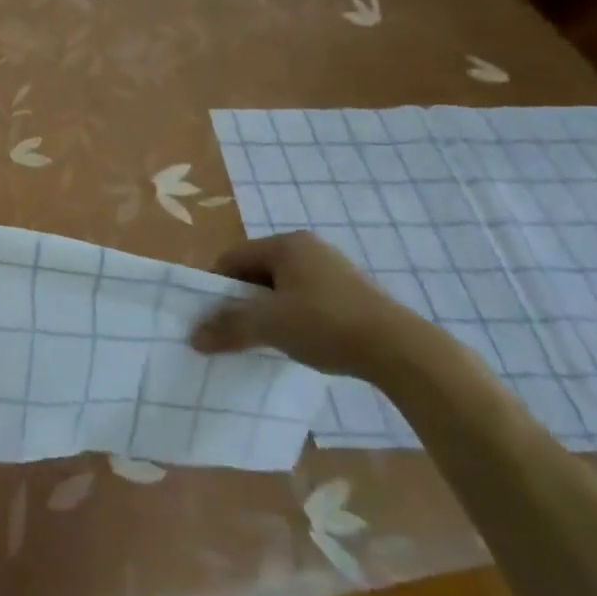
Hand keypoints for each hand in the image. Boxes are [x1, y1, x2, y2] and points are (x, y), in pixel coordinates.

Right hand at [193, 230, 443, 379]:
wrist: (403, 352)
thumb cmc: (327, 324)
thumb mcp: (269, 325)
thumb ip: (228, 327)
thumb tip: (194, 337)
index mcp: (286, 244)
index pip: (232, 258)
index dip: (215, 286)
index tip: (210, 316)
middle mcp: (309, 248)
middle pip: (257, 272)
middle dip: (242, 300)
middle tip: (234, 329)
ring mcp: (334, 270)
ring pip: (282, 288)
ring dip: (267, 311)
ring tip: (264, 339)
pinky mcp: (353, 295)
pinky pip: (306, 300)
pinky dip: (294, 318)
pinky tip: (297, 342)